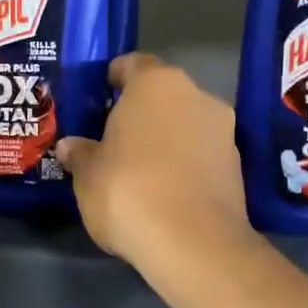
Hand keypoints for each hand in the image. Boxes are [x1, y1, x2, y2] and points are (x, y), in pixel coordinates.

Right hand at [57, 54, 251, 267]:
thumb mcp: (88, 175)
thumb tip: (70, 146)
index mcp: (155, 84)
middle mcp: (195, 95)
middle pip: (163, 94)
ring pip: (186, 123)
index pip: (133, 64)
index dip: (115, 78)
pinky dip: (185, 163)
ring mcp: (223, 130)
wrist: (194, 243)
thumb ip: (81, 154)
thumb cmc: (128, 191)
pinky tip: (165, 189)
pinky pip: (202, 154)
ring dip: (166, 137)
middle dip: (141, 111)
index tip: (101, 95)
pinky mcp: (237, 166)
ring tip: (140, 166)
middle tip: (115, 135)